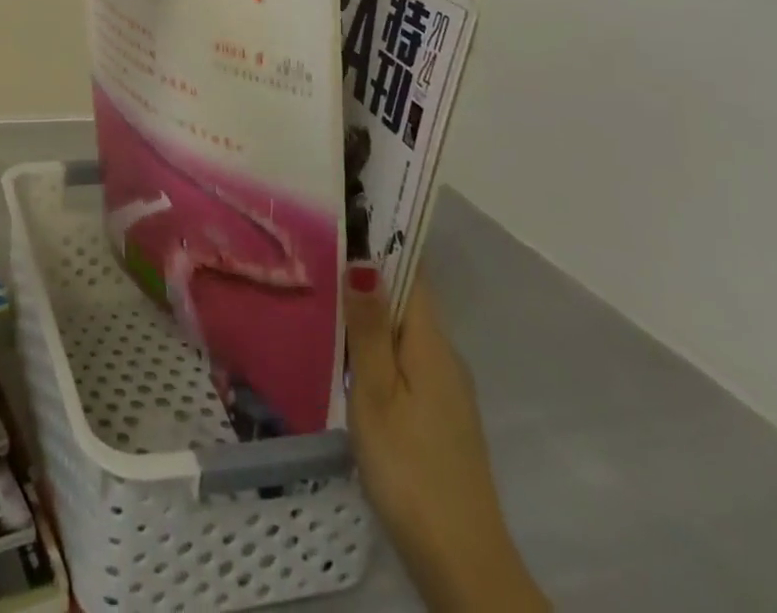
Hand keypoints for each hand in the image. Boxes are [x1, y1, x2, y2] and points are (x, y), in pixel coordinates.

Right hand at [345, 271, 547, 612]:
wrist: (461, 562)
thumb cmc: (410, 467)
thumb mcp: (377, 393)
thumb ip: (368, 328)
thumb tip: (364, 258)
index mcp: (431, 342)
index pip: (411, 270)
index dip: (382, 239)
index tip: (344, 213)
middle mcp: (444, 355)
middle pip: (405, 298)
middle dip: (367, 271)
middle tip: (315, 249)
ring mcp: (444, 387)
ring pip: (402, 329)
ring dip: (368, 309)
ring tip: (319, 290)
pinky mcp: (437, 414)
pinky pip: (404, 357)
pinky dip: (375, 342)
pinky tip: (343, 351)